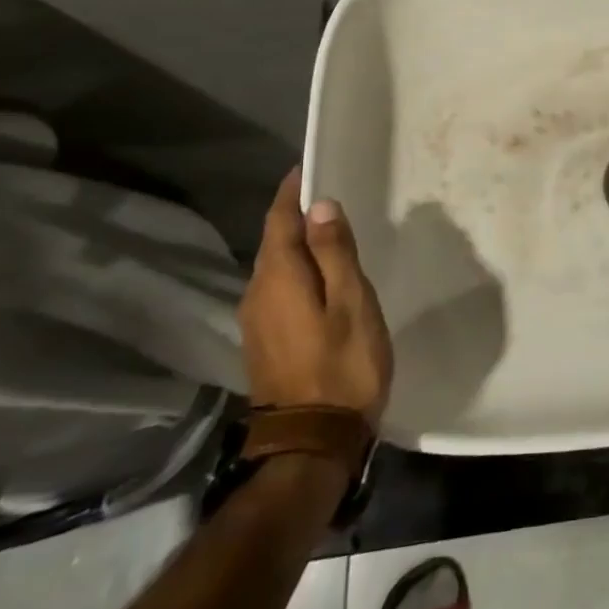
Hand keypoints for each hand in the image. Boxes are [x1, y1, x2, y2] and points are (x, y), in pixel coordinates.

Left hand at [240, 170, 393, 425]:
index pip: (279, 220)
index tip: (309, 166)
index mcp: (279, 278)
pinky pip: (278, 288)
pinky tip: (321, 275)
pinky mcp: (265, 340)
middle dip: (296, 214)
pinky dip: (297, 270)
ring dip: (298, 243)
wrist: (313, 442)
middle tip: (330, 194)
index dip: (292, 192)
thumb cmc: (343, 364)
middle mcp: (257, 293)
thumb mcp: (351, 302)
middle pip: (274, 241)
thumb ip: (335, 252)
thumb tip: (321, 206)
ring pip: (275, 266)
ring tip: (330, 230)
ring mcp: (257, 320)